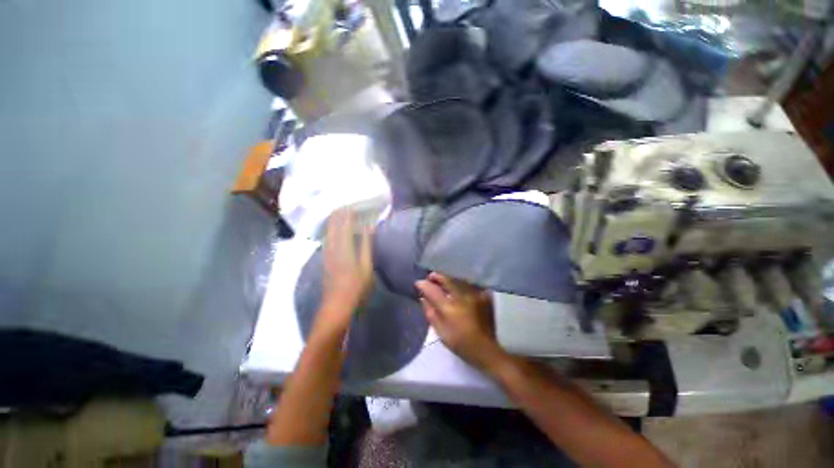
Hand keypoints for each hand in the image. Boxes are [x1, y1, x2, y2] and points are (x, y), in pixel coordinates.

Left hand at [317, 208, 373, 334]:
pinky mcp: (324, 256)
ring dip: (336, 219)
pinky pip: (327, 236)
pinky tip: (337, 227)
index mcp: (343, 247)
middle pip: (333, 223)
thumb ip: (366, 245)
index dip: (349, 211)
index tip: (356, 204)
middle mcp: (331, 245)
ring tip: (345, 213)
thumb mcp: (366, 266)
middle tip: (351, 206)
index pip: (344, 222)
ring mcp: (326, 251)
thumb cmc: (356, 286)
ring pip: (328, 228)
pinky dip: (333, 228)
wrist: (336, 304)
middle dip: (340, 212)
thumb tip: (369, 227)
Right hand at [415, 273, 510, 373]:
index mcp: (450, 308)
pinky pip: (469, 284)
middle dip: (436, 276)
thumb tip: (423, 298)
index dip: (423, 285)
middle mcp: (462, 297)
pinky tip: (458, 285)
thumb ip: (430, 313)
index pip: (433, 290)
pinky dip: (461, 282)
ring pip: (458, 279)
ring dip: (448, 277)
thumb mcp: (441, 332)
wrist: (487, 349)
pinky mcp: (484, 296)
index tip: (418, 283)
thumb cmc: (461, 343)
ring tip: (442, 279)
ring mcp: (475, 295)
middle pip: (447, 279)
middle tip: (430, 277)